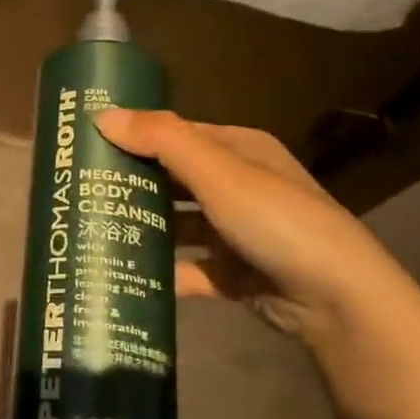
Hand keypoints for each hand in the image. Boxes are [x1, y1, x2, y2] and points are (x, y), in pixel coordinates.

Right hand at [96, 108, 419, 341]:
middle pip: (174, 179)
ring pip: (179, 225)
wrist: (338, 302)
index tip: (89, 144)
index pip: (177, 134)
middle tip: (81, 189)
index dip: (136, 135)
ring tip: (93, 229)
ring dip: (144, 227)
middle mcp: (240, 187)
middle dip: (133, 182)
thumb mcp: (219, 172)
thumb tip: (101, 115)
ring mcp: (238, 233)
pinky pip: (189, 268)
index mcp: (240, 151)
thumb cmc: (276, 220)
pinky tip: (126, 274)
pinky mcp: (236, 275)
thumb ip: (161, 140)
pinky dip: (163, 271)